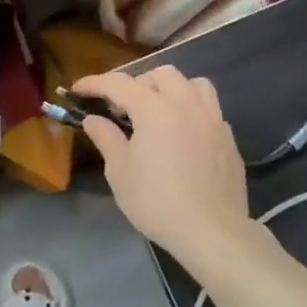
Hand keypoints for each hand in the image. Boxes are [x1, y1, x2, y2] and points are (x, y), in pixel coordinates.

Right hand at [70, 67, 253, 267]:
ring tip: (159, 111)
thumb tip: (94, 120)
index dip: (94, 83)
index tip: (77, 89)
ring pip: (193, 84)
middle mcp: (185, 103)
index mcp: (154, 108)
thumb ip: (106, 138)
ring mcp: (212, 119)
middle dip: (137, 83)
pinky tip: (183, 134)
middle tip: (122, 108)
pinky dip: (192, 110)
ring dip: (172, 89)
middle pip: (160, 75)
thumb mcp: (120, 172)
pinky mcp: (228, 138)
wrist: (211, 231)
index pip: (118, 83)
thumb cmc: (157, 202)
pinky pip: (209, 109)